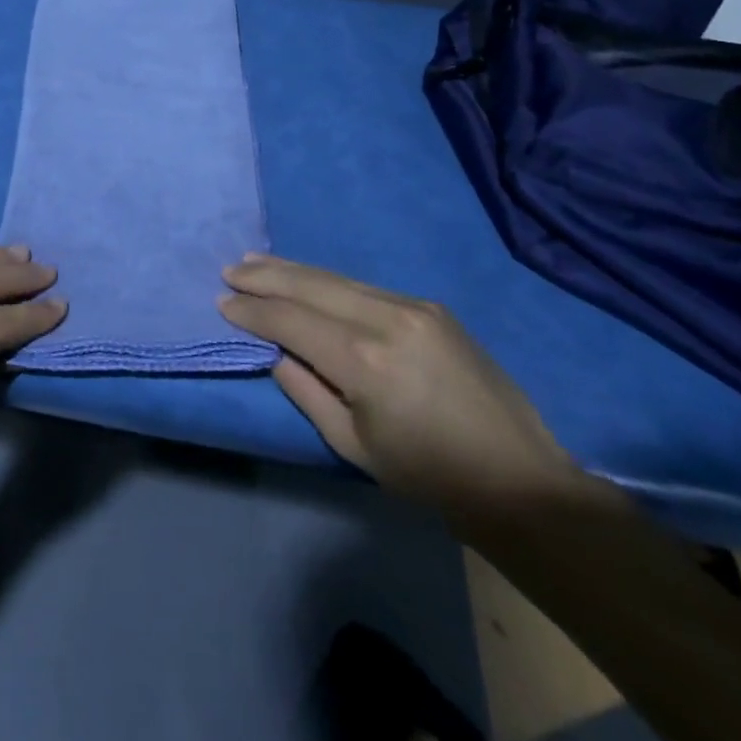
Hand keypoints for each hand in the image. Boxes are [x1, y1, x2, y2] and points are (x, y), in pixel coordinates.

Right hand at [219, 255, 584, 528]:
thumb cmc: (427, 474)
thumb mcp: (353, 445)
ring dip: (293, 270)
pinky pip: (365, 287)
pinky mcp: (430, 306)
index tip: (223, 304)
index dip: (253, 311)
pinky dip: (329, 281)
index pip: (291, 321)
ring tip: (257, 263)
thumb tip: (276, 353)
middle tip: (230, 270)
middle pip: (311, 286)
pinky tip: (309, 279)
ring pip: (337, 278)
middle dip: (266, 277)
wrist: (517, 477)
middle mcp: (385, 319)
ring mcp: (412, 307)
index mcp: (363, 360)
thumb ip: (306, 391)